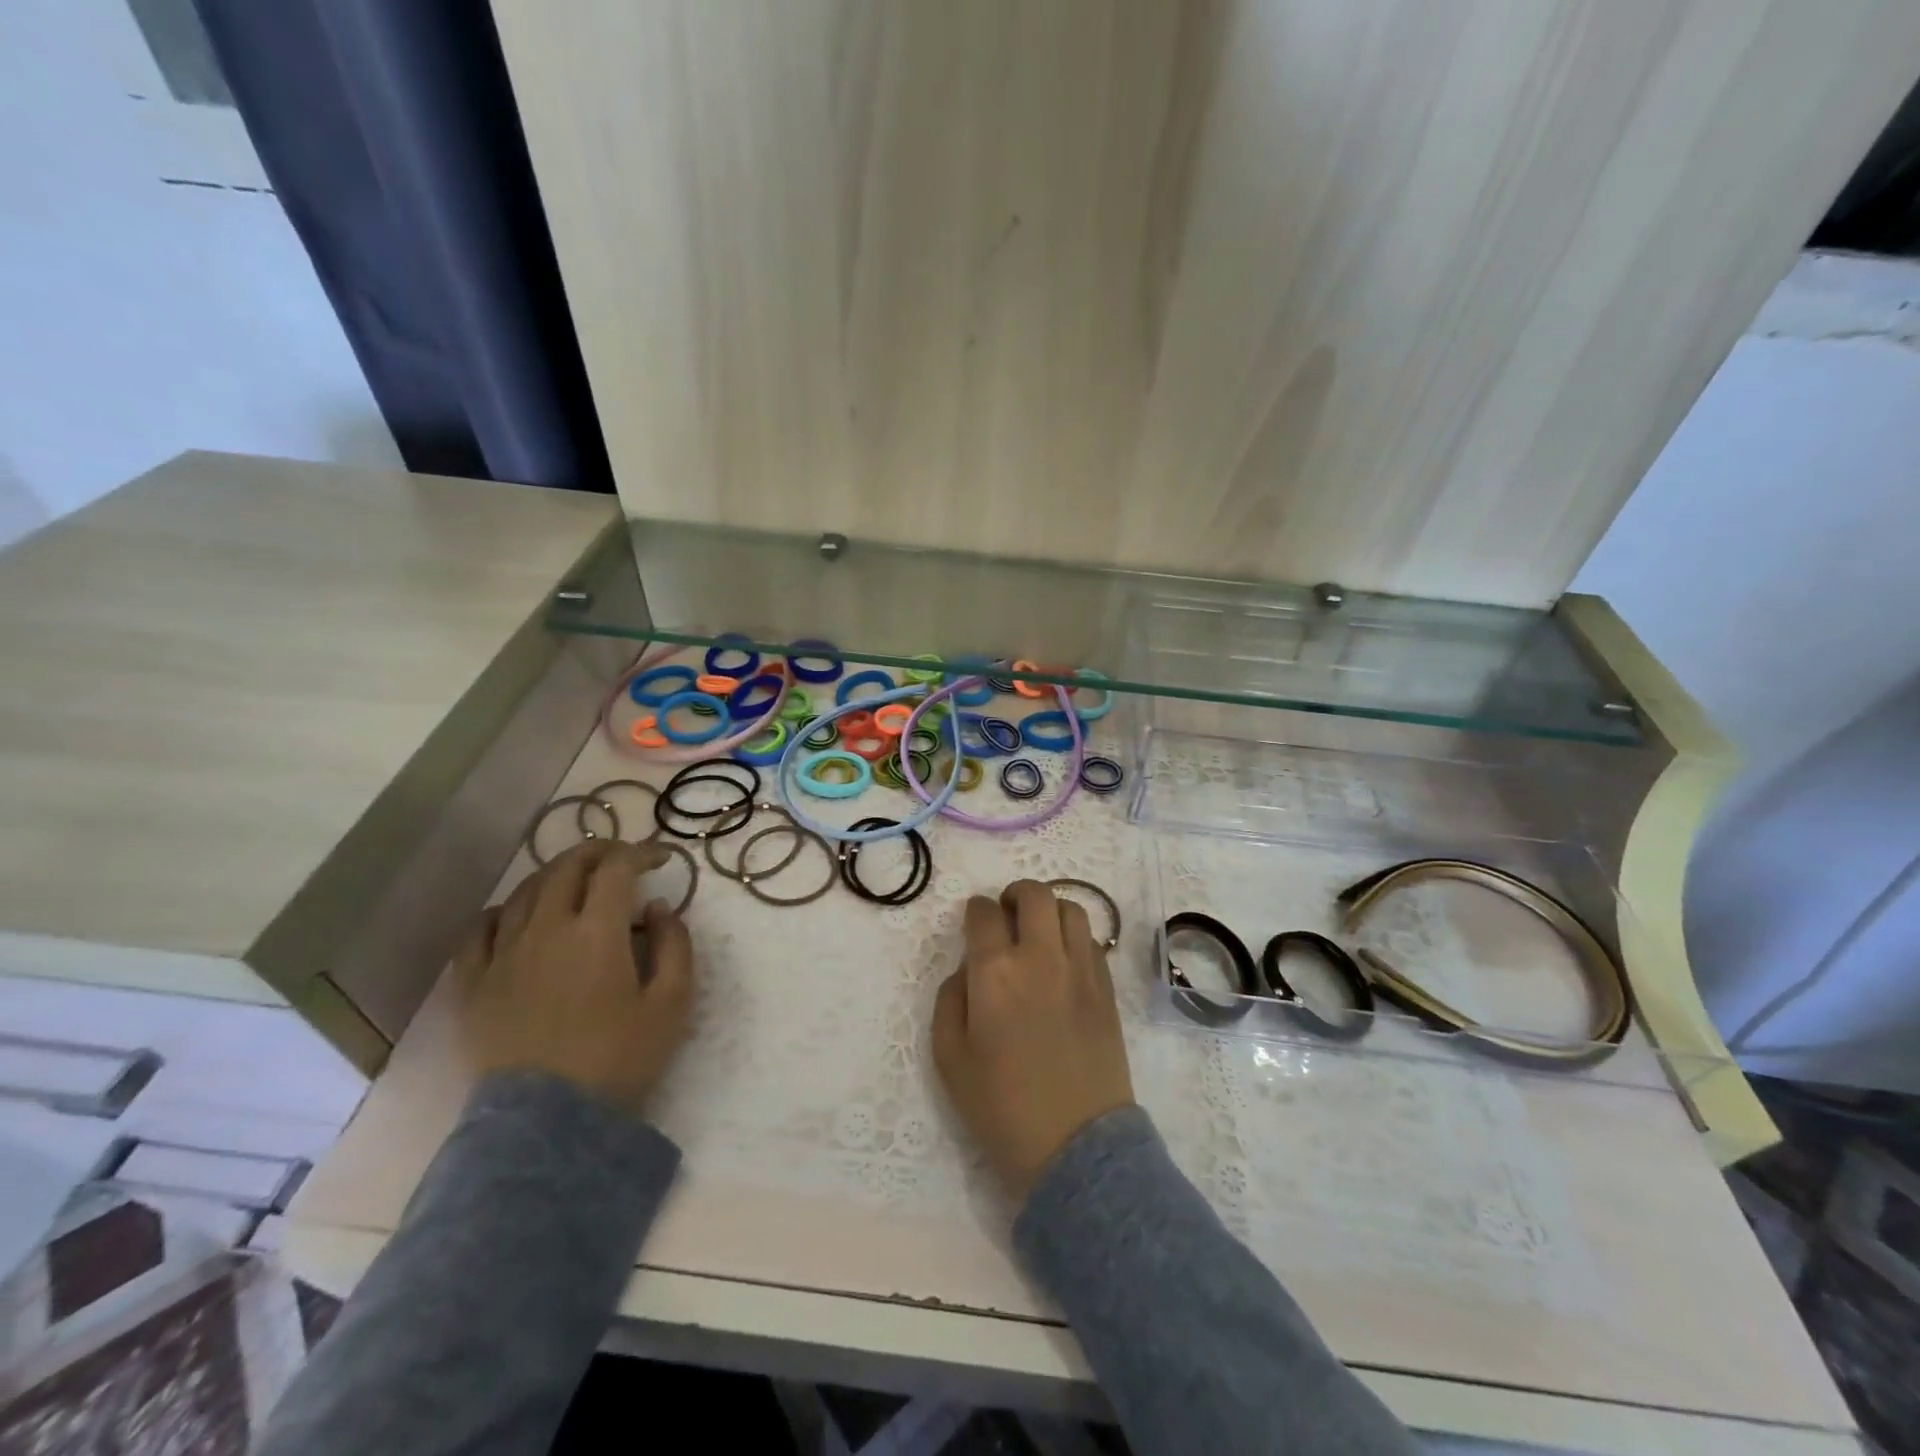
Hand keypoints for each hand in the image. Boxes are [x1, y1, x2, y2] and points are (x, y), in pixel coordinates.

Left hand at [457, 839, 694, 1116]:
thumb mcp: (672, 1002)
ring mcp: (503, 954)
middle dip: (599, 851)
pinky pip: (478, 929)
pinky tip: (515, 914)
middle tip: (622, 859)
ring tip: (577, 881)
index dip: (642, 852)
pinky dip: (501, 910)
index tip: (662, 858)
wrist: (548, 1123)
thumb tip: (657, 908)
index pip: (618, 868)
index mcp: (597, 931)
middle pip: (568, 866)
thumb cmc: (619, 1059)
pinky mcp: (473, 983)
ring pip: (525, 891)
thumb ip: (675, 945)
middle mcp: (546, 929)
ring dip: (557, 874)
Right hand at [932, 879, 1134, 1203]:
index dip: (975, 910)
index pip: (984, 913)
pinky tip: (1064, 960)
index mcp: (995, 972)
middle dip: (1015, 894)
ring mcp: (1081, 970)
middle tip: (1007, 914)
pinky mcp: (1106, 989)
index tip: (974, 921)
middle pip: (1034, 895)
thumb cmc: (1000, 1107)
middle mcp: (1041, 957)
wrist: (1074, 1146)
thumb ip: (950, 1000)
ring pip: (1071, 909)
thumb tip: (968, 969)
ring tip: (1039, 932)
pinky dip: (1075, 937)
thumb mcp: (949, 1058)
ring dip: (1050, 910)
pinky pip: (1093, 941)